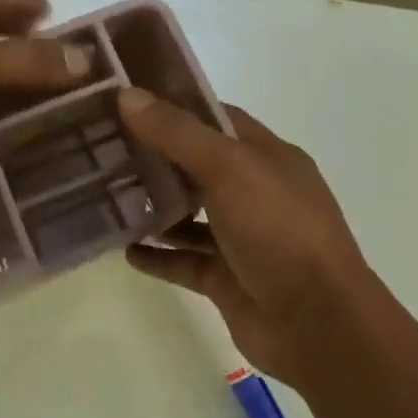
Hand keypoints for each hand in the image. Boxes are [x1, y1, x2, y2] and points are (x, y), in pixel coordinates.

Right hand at [118, 88, 371, 384]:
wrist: (316, 322)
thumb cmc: (279, 231)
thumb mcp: (230, 169)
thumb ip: (178, 134)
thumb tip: (127, 95)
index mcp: (267, 157)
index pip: (217, 119)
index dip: (175, 106)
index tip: (126, 100)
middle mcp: (255, 193)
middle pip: (197, 167)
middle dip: (155, 157)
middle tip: (102, 147)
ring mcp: (241, 239)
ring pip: (189, 216)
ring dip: (154, 207)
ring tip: (105, 196)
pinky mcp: (226, 279)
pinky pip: (184, 261)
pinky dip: (157, 255)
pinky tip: (124, 249)